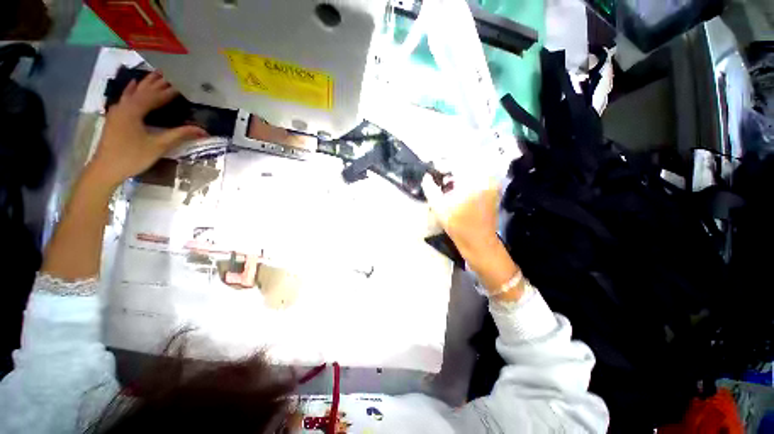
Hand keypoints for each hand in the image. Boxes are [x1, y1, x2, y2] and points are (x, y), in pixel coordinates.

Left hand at [87, 72, 206, 187]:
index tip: (184, 84)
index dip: (171, 91)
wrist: (105, 168)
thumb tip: (203, 131)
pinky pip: (126, 98)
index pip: (157, 96)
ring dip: (146, 83)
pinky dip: (132, 90)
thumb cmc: (132, 157)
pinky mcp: (115, 117)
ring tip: (156, 74)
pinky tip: (134, 85)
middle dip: (158, 82)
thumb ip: (179, 135)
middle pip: (144, 90)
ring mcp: (118, 110)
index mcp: (134, 110)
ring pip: (134, 92)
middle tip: (171, 72)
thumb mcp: (158, 146)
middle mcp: (125, 106)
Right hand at [423, 171, 521, 299]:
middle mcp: (485, 179)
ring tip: (445, 183)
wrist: (480, 244)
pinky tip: (455, 189)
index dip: (443, 162)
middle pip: (465, 164)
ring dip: (457, 174)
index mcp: (474, 181)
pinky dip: (464, 180)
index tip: (434, 167)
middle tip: (438, 175)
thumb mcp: (440, 208)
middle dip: (450, 168)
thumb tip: (426, 177)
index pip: (458, 161)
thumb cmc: (459, 227)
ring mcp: (491, 185)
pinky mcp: (491, 192)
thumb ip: (431, 189)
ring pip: (471, 171)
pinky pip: (476, 179)